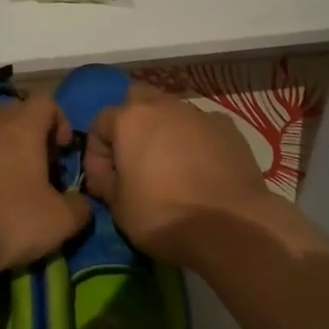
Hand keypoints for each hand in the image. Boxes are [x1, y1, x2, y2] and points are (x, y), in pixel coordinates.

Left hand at [0, 91, 91, 275]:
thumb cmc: (4, 220)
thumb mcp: (57, 223)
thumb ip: (79, 209)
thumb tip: (84, 204)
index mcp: (22, 126)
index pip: (46, 102)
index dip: (59, 121)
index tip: (62, 151)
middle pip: (12, 110)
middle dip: (26, 132)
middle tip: (32, 165)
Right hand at [84, 83, 274, 267]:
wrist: (231, 227)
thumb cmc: (164, 215)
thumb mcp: (119, 209)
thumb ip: (106, 183)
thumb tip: (105, 178)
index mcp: (130, 118)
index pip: (100, 123)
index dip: (96, 154)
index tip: (102, 182)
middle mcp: (163, 105)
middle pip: (137, 101)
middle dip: (131, 125)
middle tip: (134, 159)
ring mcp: (199, 113)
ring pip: (172, 112)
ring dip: (165, 132)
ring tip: (170, 166)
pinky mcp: (228, 128)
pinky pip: (202, 128)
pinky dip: (196, 142)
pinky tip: (201, 170)